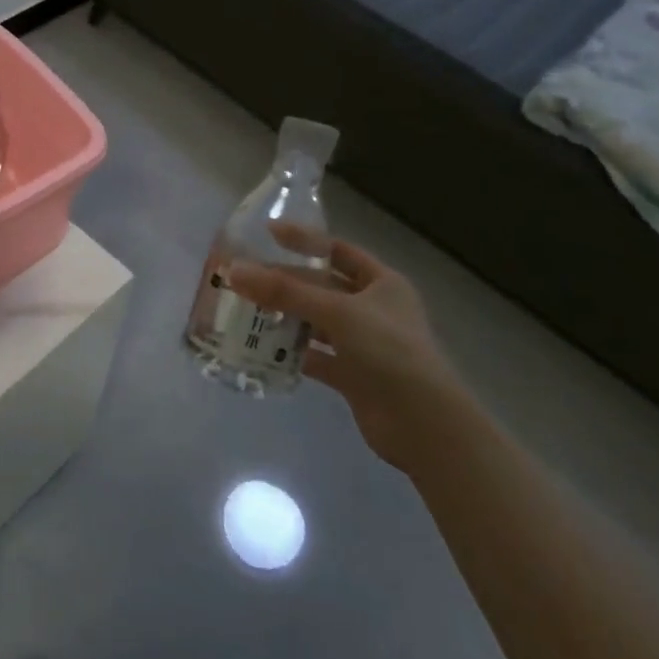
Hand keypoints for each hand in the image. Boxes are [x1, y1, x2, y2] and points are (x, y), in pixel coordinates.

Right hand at [228, 226, 463, 471]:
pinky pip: (315, 357)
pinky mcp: (352, 375)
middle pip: (321, 287)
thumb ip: (285, 292)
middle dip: (285, 283)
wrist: (423, 424)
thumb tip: (234, 271)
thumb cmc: (389, 352)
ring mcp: (363, 344)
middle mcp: (373, 309)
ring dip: (285, 317)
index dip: (305, 241)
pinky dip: (292, 353)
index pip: (337, 251)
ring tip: (245, 311)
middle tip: (244, 279)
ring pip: (316, 322)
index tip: (267, 234)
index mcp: (382, 283)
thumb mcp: (337, 313)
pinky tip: (262, 350)